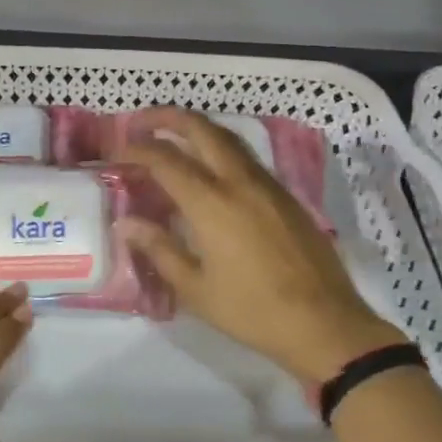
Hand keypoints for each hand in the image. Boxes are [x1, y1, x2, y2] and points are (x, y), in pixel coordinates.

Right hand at [117, 108, 402, 385]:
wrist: (324, 323)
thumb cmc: (253, 311)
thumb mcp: (196, 288)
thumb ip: (159, 249)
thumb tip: (126, 223)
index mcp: (211, 203)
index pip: (165, 159)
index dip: (137, 149)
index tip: (117, 150)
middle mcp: (238, 181)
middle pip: (200, 129)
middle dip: (167, 117)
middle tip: (141, 121)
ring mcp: (266, 184)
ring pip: (227, 137)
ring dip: (196, 128)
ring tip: (173, 135)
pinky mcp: (285, 194)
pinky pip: (245, 156)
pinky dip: (220, 147)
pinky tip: (211, 167)